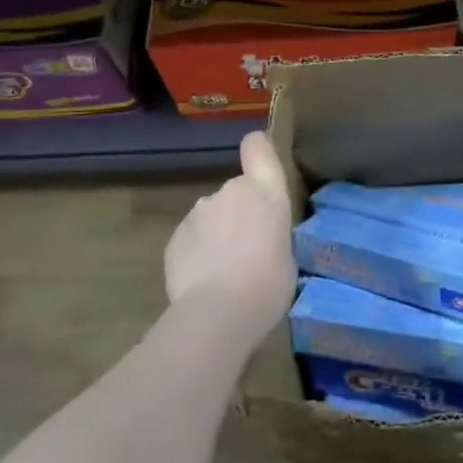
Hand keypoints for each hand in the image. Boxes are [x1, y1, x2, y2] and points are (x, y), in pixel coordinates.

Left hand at [164, 130, 296, 347]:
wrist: (218, 315)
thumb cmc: (268, 286)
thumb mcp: (287, 256)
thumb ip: (272, 233)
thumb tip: (260, 238)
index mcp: (265, 192)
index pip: (257, 146)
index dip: (257, 150)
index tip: (258, 163)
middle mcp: (230, 191)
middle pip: (236, 192)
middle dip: (239, 214)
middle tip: (247, 251)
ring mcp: (199, 211)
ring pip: (211, 217)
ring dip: (217, 234)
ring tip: (223, 273)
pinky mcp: (175, 236)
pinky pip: (191, 239)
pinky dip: (197, 254)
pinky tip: (203, 283)